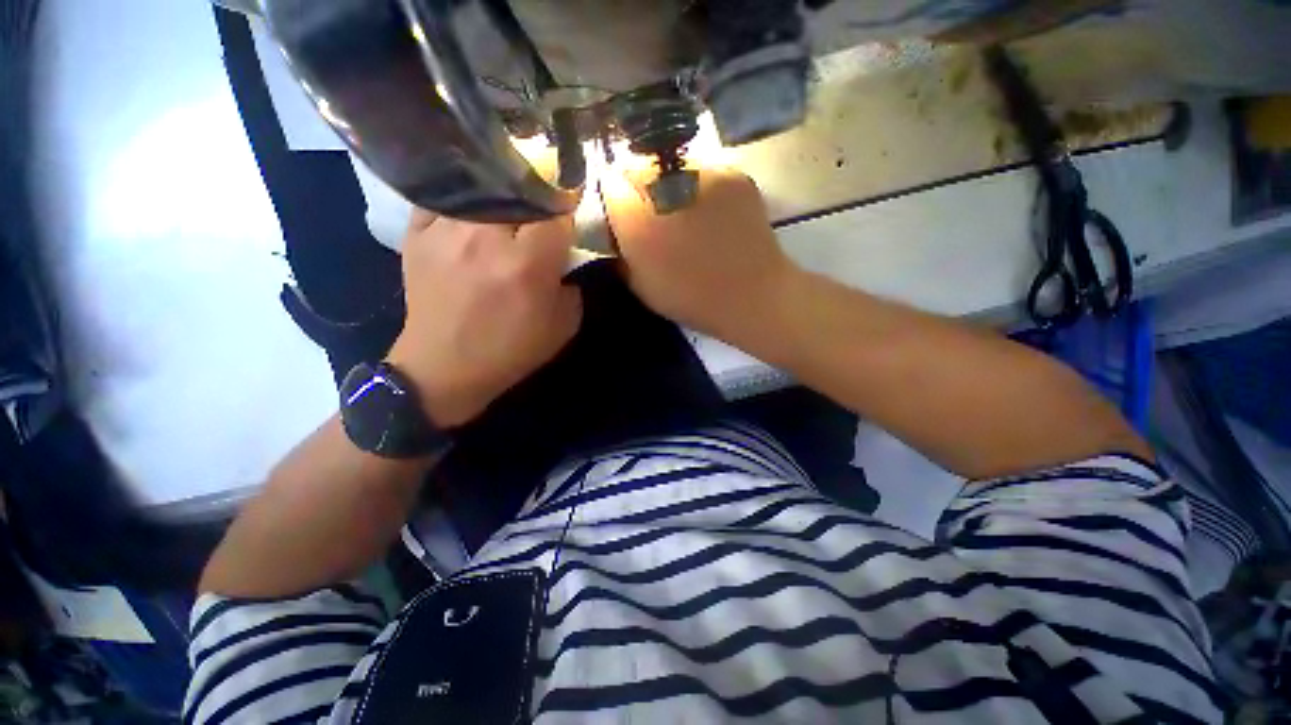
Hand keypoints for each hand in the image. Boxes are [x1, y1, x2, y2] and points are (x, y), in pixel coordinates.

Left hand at [387, 210, 581, 426]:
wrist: (445, 368)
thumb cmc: (511, 351)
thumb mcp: (564, 326)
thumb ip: (573, 286)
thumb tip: (567, 259)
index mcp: (528, 264)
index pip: (557, 212)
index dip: (567, 210)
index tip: (569, 216)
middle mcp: (486, 238)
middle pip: (519, 190)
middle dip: (537, 197)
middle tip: (541, 210)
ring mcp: (446, 231)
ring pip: (482, 188)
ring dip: (501, 196)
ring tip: (507, 209)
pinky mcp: (417, 234)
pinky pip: (443, 198)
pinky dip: (463, 201)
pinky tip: (472, 214)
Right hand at [602, 168, 796, 339]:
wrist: (752, 296)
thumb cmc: (691, 298)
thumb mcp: (639, 285)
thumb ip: (620, 250)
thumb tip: (617, 228)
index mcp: (638, 219)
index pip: (610, 183)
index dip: (616, 200)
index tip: (626, 217)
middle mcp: (666, 186)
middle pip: (639, 168)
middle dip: (640, 189)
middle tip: (656, 216)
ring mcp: (704, 174)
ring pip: (672, 167)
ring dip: (670, 186)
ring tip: (687, 215)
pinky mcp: (733, 173)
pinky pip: (704, 172)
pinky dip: (701, 188)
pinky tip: (713, 213)